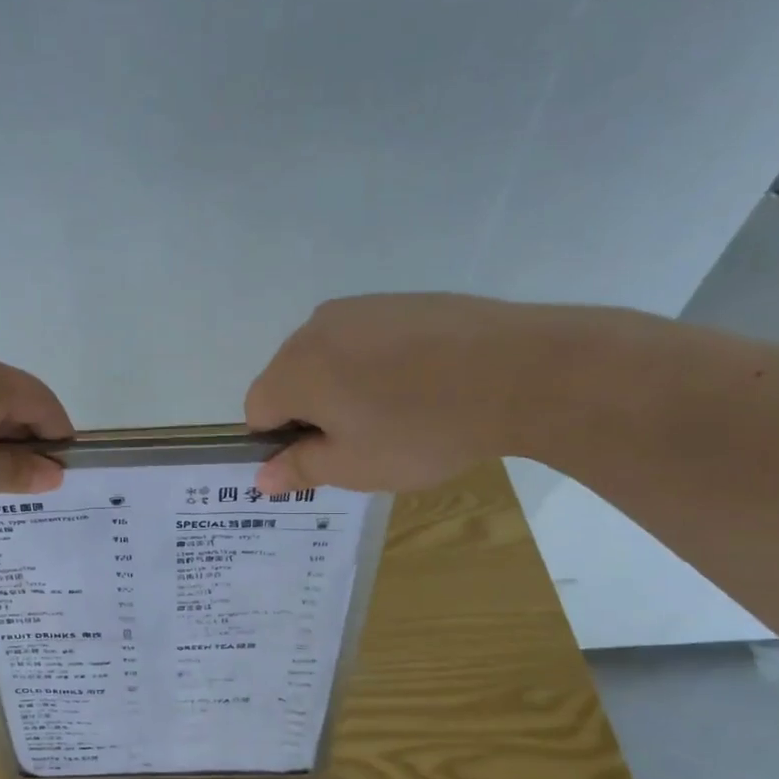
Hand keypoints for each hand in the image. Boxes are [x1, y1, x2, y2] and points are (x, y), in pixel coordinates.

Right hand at [245, 293, 562, 495]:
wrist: (521, 371)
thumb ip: (299, 469)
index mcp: (294, 369)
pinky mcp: (399, 299)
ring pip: (327, 357)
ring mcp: (359, 307)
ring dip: (343, 386)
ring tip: (395, 411)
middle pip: (289, 378)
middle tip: (362, 439)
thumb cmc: (423, 430)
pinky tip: (420, 382)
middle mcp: (315, 328)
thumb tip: (260, 478)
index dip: (281, 441)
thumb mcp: (355, 466)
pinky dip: (375, 363)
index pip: (257, 410)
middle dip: (311, 411)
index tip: (324, 457)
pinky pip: (364, 338)